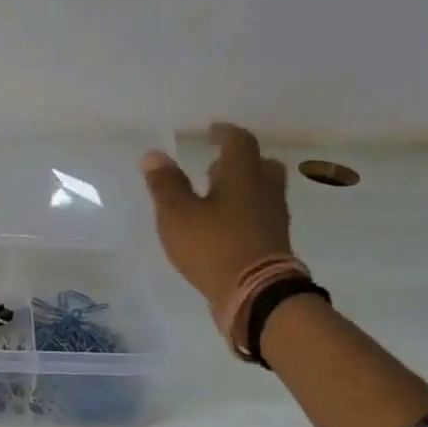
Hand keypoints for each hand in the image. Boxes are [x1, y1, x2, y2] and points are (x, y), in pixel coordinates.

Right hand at [141, 123, 293, 317]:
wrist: (256, 295)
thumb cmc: (213, 246)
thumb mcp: (177, 214)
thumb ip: (166, 184)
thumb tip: (154, 155)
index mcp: (242, 175)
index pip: (239, 142)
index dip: (224, 133)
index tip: (211, 131)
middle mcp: (264, 190)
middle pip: (260, 164)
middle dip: (239, 161)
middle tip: (216, 164)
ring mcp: (273, 217)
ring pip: (263, 190)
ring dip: (243, 186)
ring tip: (216, 194)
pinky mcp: (273, 242)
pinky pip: (261, 214)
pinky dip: (244, 211)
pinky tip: (224, 223)